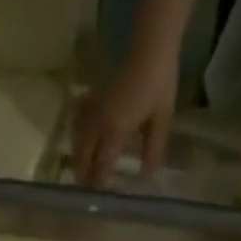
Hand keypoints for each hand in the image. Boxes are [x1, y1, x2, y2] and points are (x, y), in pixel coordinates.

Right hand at [72, 46, 178, 187]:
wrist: (151, 43)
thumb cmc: (159, 80)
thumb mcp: (162, 118)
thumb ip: (154, 148)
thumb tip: (148, 176)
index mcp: (116, 129)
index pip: (101, 165)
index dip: (99, 182)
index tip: (100, 197)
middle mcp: (100, 122)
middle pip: (83, 155)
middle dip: (83, 174)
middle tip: (87, 189)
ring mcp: (95, 109)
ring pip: (78, 140)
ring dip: (78, 157)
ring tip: (82, 171)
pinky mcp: (96, 98)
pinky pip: (81, 124)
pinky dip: (80, 138)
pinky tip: (83, 142)